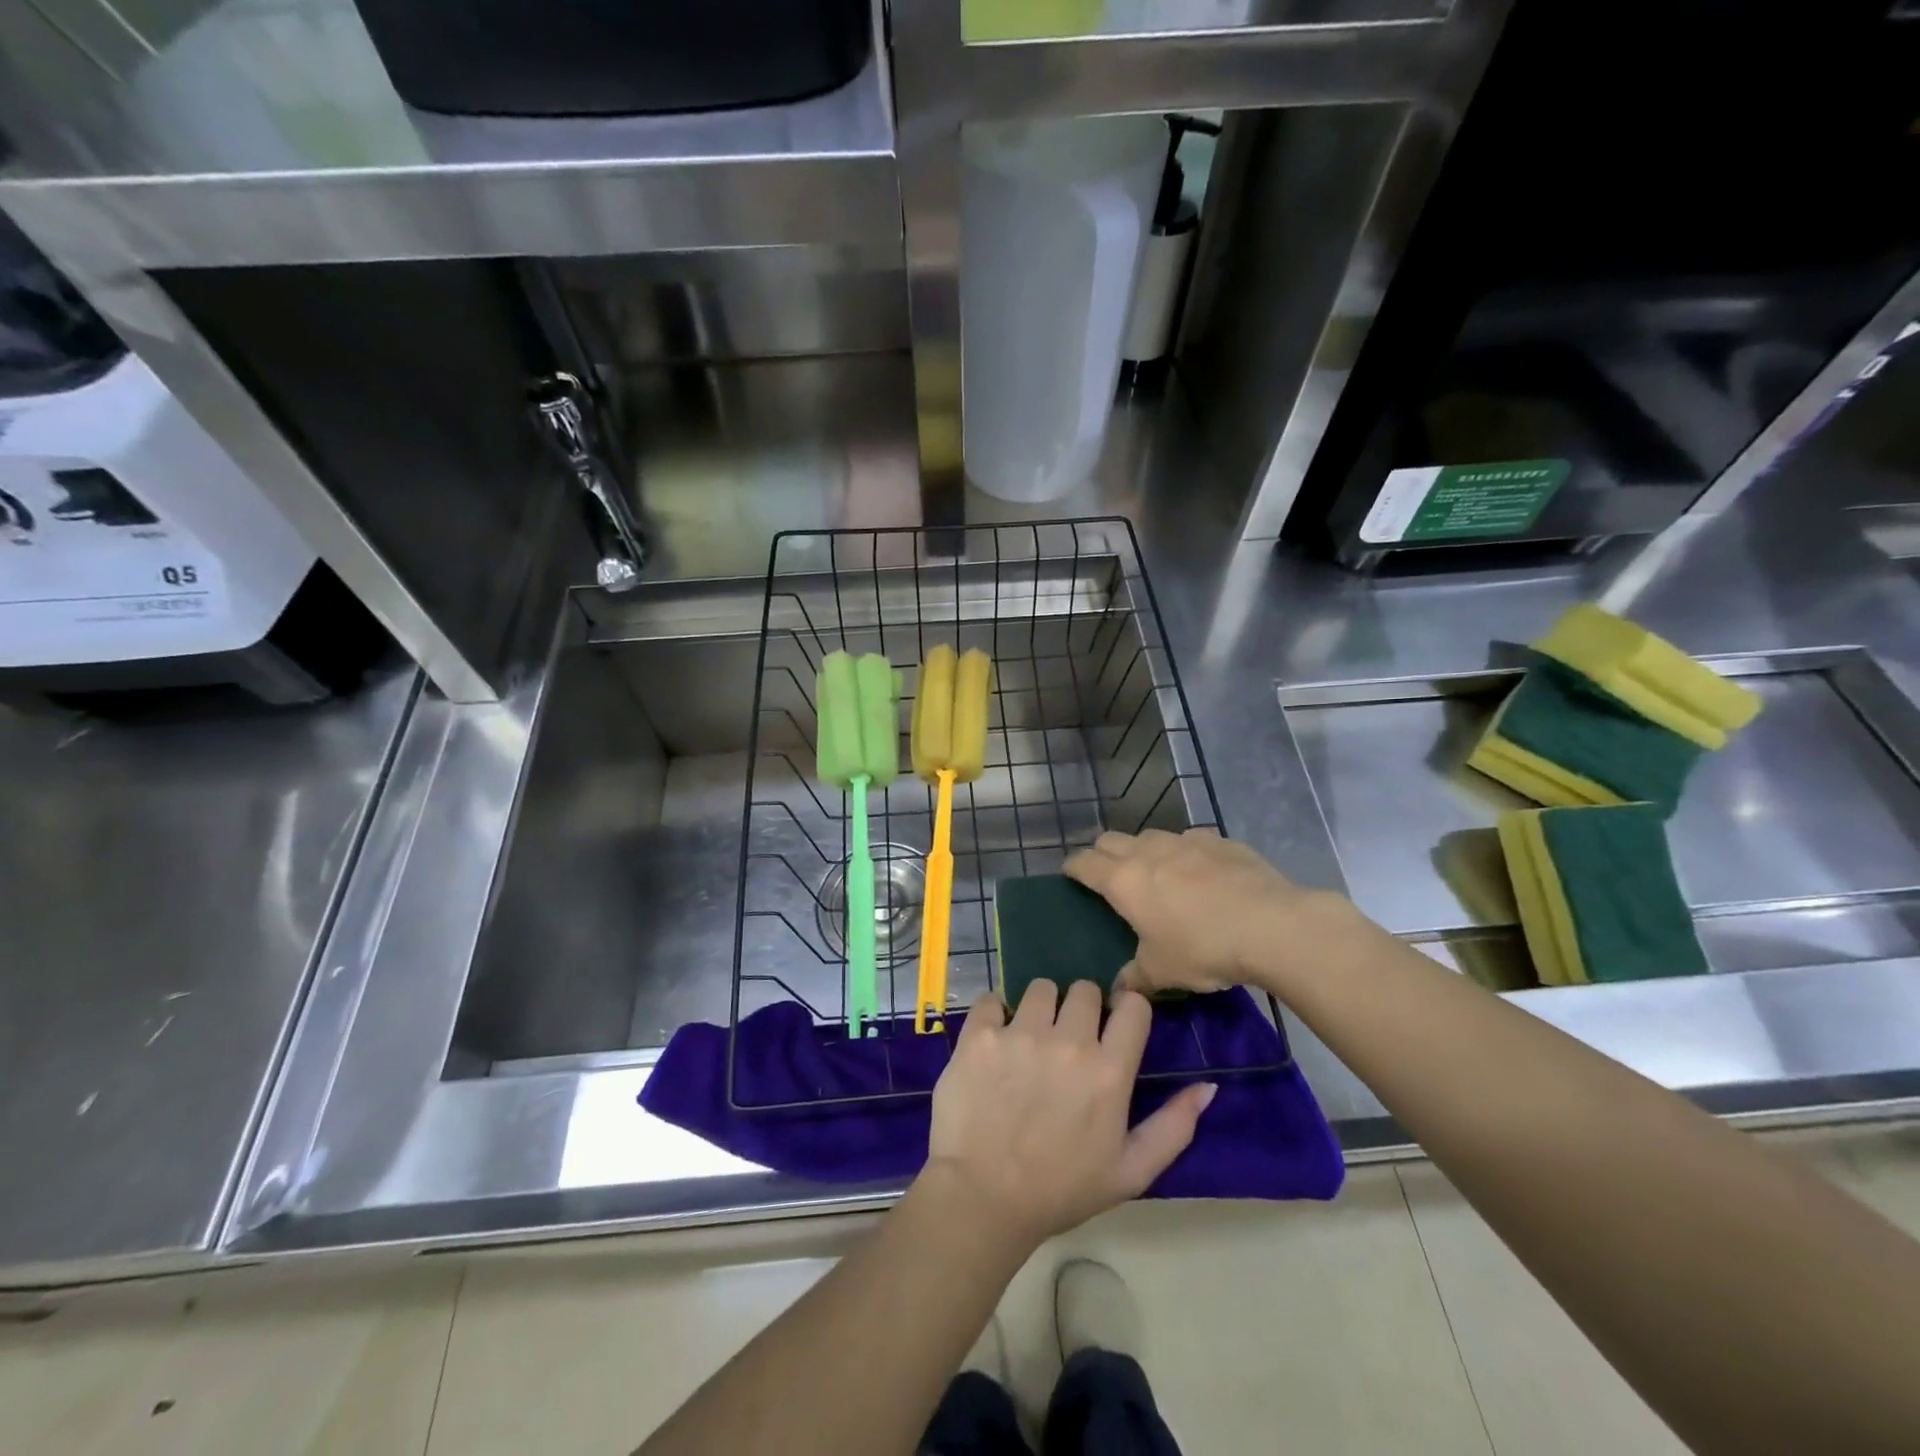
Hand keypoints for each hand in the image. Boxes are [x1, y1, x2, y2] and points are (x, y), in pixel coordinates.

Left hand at [924, 981, 1215, 1248]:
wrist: (983, 1199)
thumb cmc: (1062, 1190)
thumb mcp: (1131, 1172)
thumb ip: (1174, 1126)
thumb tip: (1208, 1086)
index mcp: (1109, 1071)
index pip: (1134, 1005)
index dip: (1125, 1011)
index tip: (1113, 1028)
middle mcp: (1068, 1041)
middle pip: (1085, 989)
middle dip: (1081, 1009)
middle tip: (1067, 1040)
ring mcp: (1020, 1034)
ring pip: (1040, 988)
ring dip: (1040, 1008)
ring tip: (1029, 1040)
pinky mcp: (979, 1034)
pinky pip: (992, 998)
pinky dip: (995, 1015)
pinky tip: (994, 1043)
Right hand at [1064, 827, 1358, 996]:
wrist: (1271, 925)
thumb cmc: (1203, 948)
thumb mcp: (1163, 972)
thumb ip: (1134, 978)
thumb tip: (1117, 992)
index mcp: (1123, 881)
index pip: (1084, 863)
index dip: (1073, 867)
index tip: (1070, 874)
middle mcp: (1148, 852)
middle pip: (1110, 840)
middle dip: (1103, 854)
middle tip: (1109, 877)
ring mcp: (1185, 840)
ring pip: (1150, 835)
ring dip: (1144, 850)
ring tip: (1156, 874)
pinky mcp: (1219, 840)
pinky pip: (1190, 840)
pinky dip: (1185, 853)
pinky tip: (1201, 873)